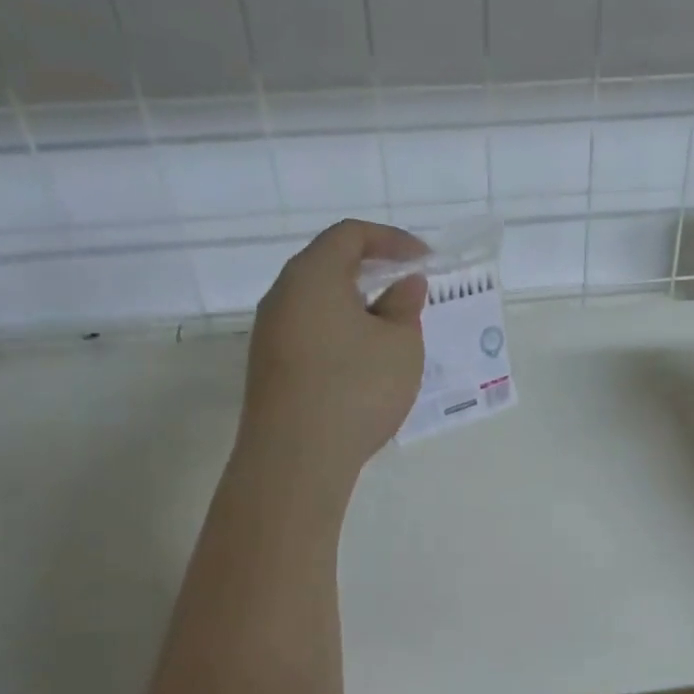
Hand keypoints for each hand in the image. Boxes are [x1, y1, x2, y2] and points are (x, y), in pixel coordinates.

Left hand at [239, 220, 427, 492]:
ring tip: (391, 329)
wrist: (295, 459)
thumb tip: (404, 284)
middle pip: (328, 265)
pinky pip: (309, 332)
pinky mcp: (269, 368)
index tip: (424, 260)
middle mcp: (282, 296)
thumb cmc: (355, 388)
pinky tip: (363, 361)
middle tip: (408, 289)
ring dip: (356, 306)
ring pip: (317, 302)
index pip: (350, 234)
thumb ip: (405, 306)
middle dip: (373, 271)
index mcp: (312, 275)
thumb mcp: (400, 344)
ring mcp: (269, 334)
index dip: (392, 239)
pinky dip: (340, 333)